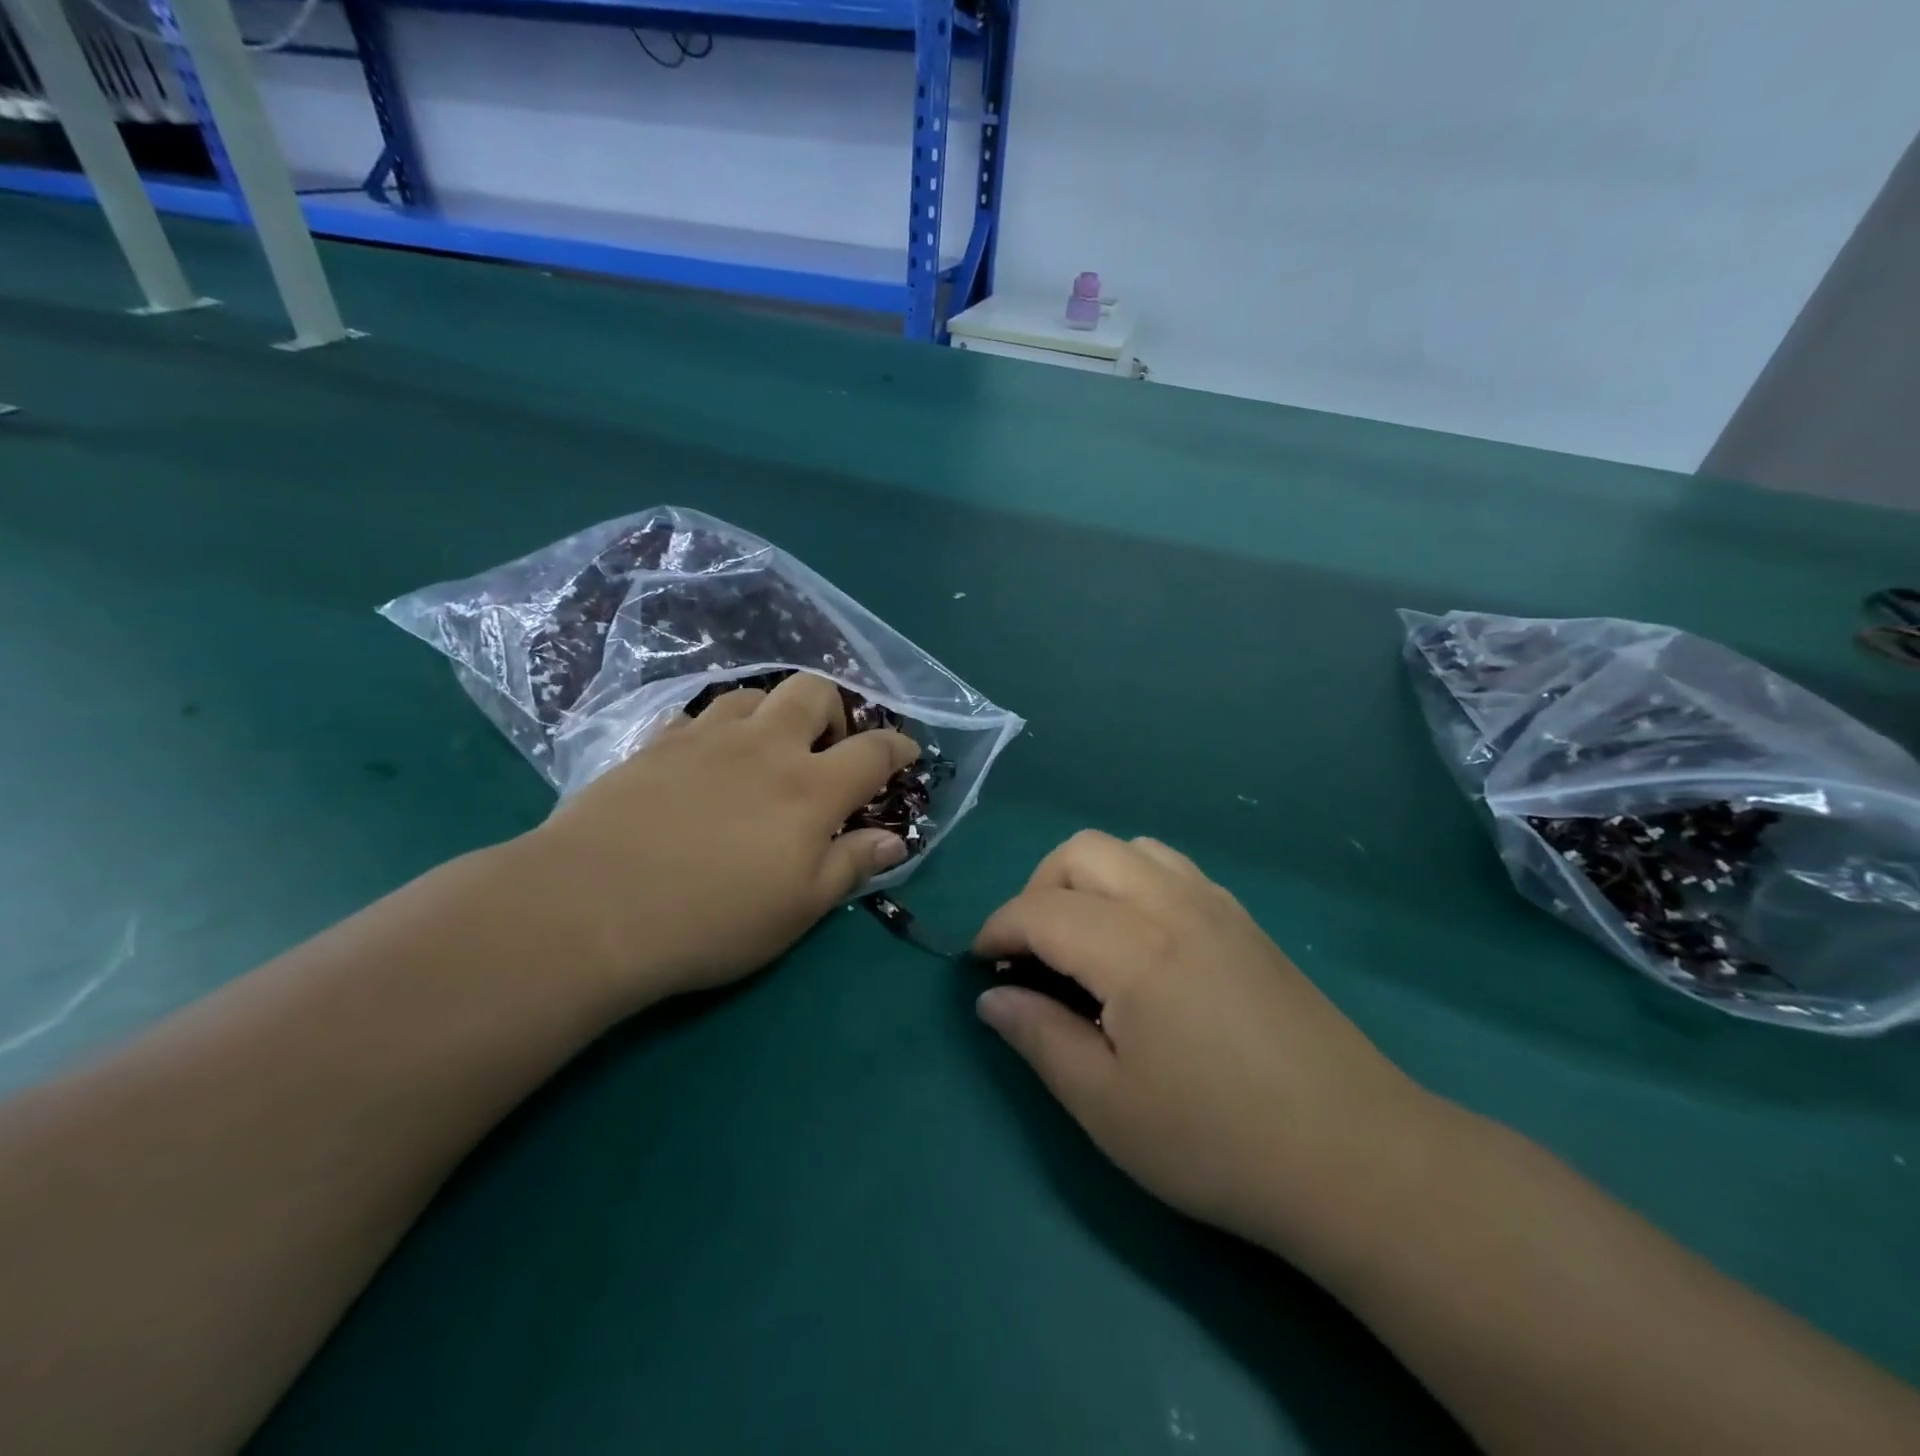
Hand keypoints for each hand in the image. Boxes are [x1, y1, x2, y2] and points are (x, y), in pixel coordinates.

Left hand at [510, 673, 917, 1010]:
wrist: (590, 908)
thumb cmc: (711, 919)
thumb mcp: (798, 909)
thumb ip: (850, 865)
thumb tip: (895, 839)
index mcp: (810, 788)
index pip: (874, 751)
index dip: (899, 748)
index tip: (907, 754)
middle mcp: (764, 747)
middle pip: (814, 692)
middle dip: (836, 709)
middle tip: (830, 747)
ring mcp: (705, 738)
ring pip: (754, 694)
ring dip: (774, 712)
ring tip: (768, 749)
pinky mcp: (654, 744)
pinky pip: (696, 716)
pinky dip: (715, 729)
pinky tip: (705, 760)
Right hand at [973, 831, 1427, 1254]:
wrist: (1358, 1157)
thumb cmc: (1219, 1142)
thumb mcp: (1108, 1107)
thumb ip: (1040, 1039)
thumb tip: (990, 999)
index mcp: (1133, 948)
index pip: (1041, 910)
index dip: (998, 930)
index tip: (979, 964)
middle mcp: (1172, 904)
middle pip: (1082, 852)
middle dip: (1039, 888)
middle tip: (1030, 949)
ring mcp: (1217, 905)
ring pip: (1131, 848)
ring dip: (1088, 877)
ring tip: (1082, 937)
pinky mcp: (1246, 921)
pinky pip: (1171, 867)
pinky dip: (1133, 881)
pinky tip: (1140, 941)